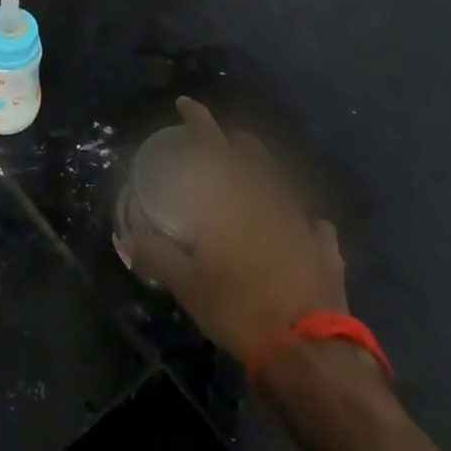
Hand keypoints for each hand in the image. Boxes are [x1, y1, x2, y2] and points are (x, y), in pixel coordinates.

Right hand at [118, 98, 347, 363]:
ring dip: (268, 173)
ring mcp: (301, 226)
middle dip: (237, 144)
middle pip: (253, 161)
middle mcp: (268, 203)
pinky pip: (317, 231)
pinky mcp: (324, 253)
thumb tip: (126, 239)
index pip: (212, 149)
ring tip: (258, 169)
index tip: (186, 102)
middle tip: (226, 139)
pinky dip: (310, 225)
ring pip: (283, 186)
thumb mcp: (187, 285)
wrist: (306, 348)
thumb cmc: (238, 307)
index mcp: (233, 203)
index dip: (199, 122)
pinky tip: (313, 226)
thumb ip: (157, 256)